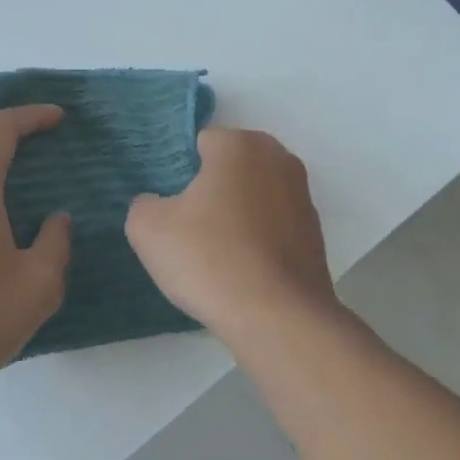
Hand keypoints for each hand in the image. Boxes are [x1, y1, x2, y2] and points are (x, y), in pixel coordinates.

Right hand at [124, 127, 337, 343]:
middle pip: (231, 167)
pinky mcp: (315, 233)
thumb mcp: (148, 229)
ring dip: (237, 214)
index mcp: (240, 145)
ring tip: (216, 253)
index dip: (179, 173)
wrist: (278, 317)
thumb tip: (157, 205)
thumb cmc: (210, 259)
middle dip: (211, 189)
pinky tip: (243, 270)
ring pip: (255, 196)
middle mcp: (279, 159)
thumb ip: (143, 204)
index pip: (200, 143)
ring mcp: (303, 196)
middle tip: (188, 228)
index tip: (170, 206)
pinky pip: (274, 225)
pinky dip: (259, 239)